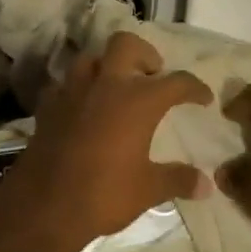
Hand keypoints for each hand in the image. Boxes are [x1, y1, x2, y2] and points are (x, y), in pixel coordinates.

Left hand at [2, 31, 212, 251]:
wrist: (43, 207)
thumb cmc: (104, 194)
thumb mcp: (148, 189)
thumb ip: (178, 180)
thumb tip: (207, 185)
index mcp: (138, 100)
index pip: (176, 81)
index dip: (194, 88)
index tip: (203, 98)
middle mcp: (106, 85)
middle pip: (126, 44)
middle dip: (143, 54)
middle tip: (152, 76)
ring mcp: (73, 92)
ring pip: (91, 59)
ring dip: (107, 67)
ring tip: (116, 88)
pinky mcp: (48, 106)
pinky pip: (65, 85)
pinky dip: (78, 90)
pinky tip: (83, 108)